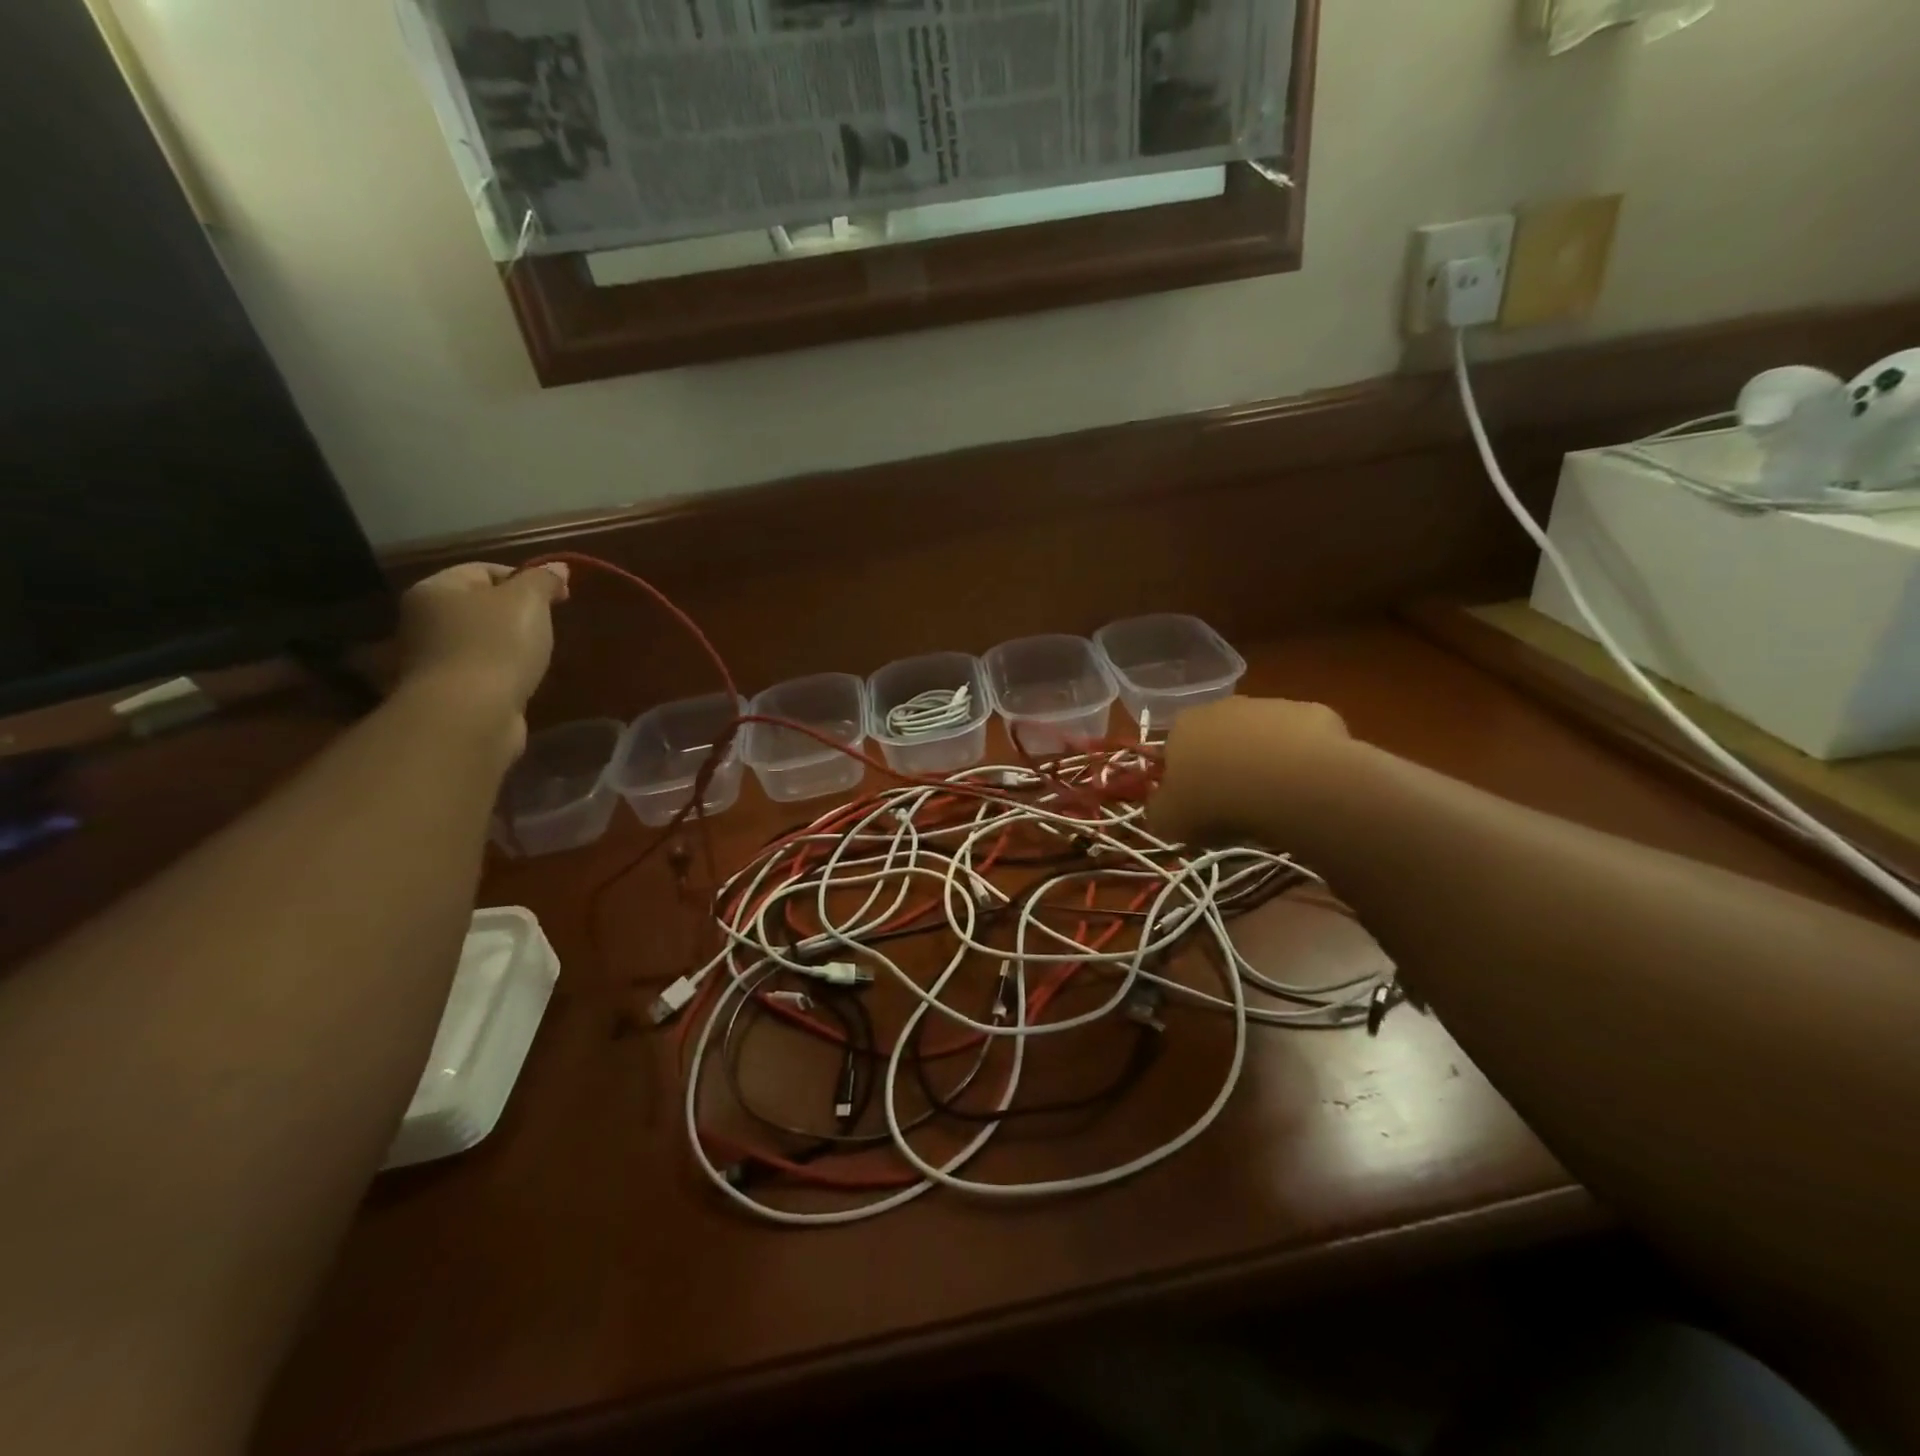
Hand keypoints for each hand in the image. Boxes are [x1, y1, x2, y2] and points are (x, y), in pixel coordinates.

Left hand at [396, 563, 569, 742]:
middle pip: (478, 606)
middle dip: (514, 614)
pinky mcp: (445, 694)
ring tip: (537, 657)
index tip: (558, 598)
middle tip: (548, 627)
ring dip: (507, 647)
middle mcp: (422, 620)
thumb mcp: (528, 601)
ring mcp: (430, 659)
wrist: (470, 716)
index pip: (483, 569)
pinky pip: (479, 672)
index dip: (524, 578)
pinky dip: (501, 674)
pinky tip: (520, 682)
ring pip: (478, 641)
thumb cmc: (497, 646)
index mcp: (435, 589)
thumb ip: (543, 580)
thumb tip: (558, 568)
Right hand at [1145, 696, 1350, 845]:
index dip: (1184, 776)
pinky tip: (1308, 786)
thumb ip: (1158, 811)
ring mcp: (1271, 705)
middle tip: (1235, 803)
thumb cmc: (1217, 802)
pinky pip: (1303, 740)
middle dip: (1226, 763)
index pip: (1174, 747)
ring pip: (1263, 736)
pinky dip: (1303, 760)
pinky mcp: (1313, 713)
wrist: (1290, 784)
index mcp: (1182, 726)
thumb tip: (1161, 808)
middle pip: (1220, 736)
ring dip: (1265, 760)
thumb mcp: (1168, 821)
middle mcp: (1223, 706)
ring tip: (1275, 799)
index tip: (1195, 804)